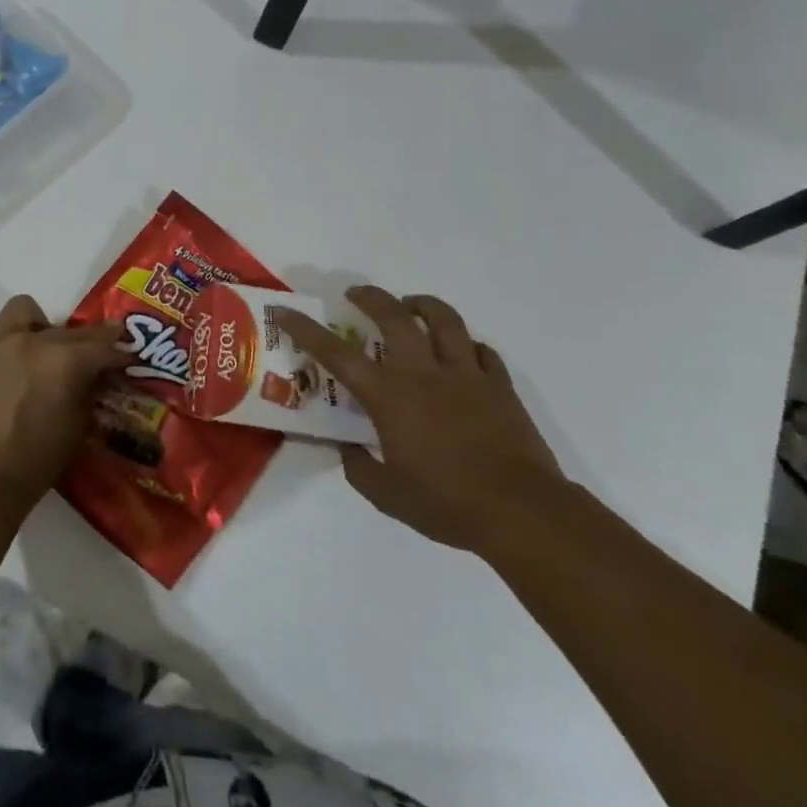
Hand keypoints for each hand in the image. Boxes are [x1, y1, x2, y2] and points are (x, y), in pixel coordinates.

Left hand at [0, 295, 128, 516]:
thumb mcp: (76, 427)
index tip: (127, 357)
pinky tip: (16, 370)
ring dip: (43, 327)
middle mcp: (31, 340)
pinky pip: (0, 332)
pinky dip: (14, 341)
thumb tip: (97, 375)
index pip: (102, 345)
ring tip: (45, 355)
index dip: (119, 351)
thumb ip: (88, 390)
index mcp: (63, 359)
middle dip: (85, 343)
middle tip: (91, 362)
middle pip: (69, 330)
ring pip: (26, 312)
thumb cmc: (34, 462)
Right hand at [275, 288, 566, 554]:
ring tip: (411, 305)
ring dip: (422, 305)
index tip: (284, 310)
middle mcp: (423, 373)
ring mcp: (466, 374)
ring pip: (444, 319)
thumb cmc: (447, 503)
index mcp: (389, 396)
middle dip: (370, 297)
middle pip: (394, 316)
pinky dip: (466, 344)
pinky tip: (461, 352)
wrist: (521, 512)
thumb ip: (359, 469)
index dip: (304, 328)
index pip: (335, 353)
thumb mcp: (388, 496)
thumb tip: (347, 450)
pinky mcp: (499, 385)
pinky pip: (481, 350)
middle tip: (356, 294)